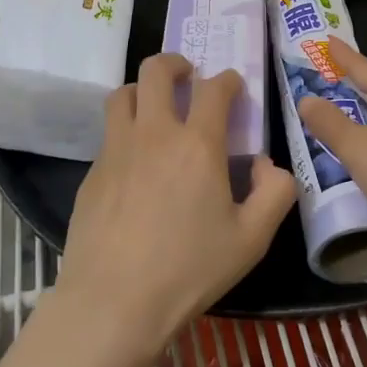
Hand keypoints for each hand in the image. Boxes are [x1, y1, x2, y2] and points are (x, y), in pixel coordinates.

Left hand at [54, 53, 296, 366]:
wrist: (112, 303)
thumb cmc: (189, 270)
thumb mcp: (252, 239)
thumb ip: (276, 193)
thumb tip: (268, 164)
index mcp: (197, 144)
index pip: (214, 89)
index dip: (228, 81)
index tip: (234, 87)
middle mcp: (153, 134)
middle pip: (156, 71)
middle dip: (175, 63)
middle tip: (188, 76)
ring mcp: (116, 150)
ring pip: (123, 94)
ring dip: (143, 90)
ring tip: (156, 107)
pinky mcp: (91, 173)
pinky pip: (109, 135)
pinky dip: (126, 131)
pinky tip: (135, 164)